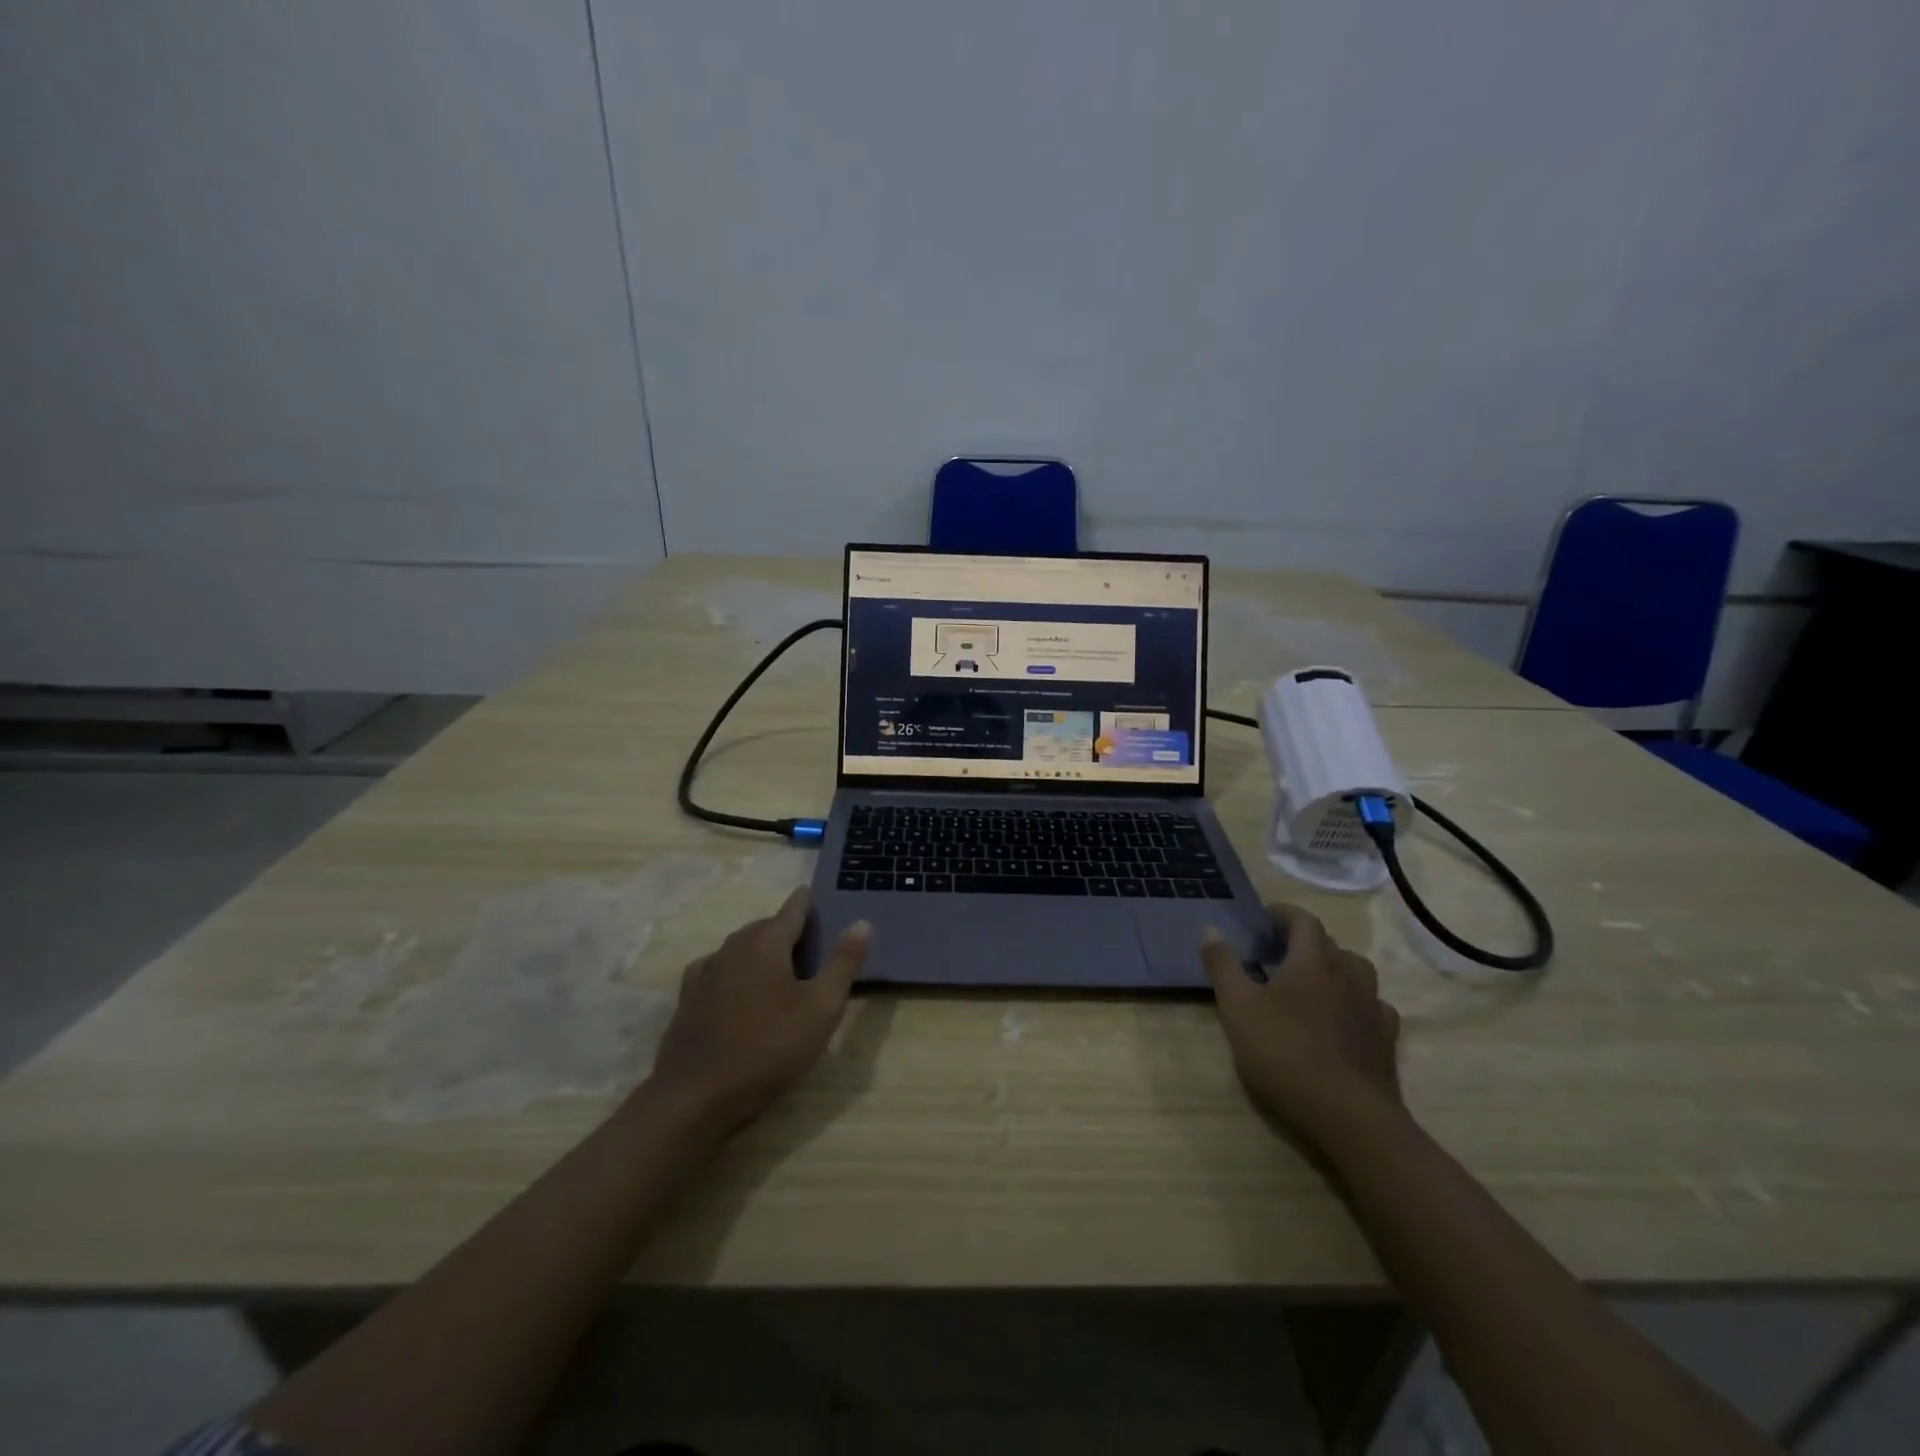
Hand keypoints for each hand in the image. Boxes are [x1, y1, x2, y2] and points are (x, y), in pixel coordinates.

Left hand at [645, 889, 871, 1133]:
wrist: (695, 1097)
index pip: (793, 909)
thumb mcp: (821, 1008)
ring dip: (760, 949)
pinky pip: (717, 969)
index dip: (808, 902)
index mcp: (767, 942)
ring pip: (740, 947)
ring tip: (779, 967)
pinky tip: (737, 985)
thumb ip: (843, 963)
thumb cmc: (768, 1049)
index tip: (817, 897)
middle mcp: (733, 947)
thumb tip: (862, 922)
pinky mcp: (687, 998)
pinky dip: (734, 969)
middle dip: (788, 929)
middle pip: (766, 926)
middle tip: (811, 946)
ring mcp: (706, 972)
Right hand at [1200, 904, 1403, 1147]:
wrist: (1350, 1117)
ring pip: (1358, 973)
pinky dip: (1357, 1003)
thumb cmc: (1285, 1054)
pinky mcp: (1386, 1041)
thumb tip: (1209, 928)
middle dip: (1305, 942)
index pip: (1304, 921)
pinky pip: (1374, 1007)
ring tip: (1313, 983)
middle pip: (1331, 945)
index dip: (1283, 914)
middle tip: (1279, 954)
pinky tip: (1344, 1019)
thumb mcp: (1237, 1008)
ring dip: (1335, 969)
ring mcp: (1372, 1009)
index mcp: (1312, 963)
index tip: (1264, 919)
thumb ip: (1222, 965)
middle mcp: (1347, 977)